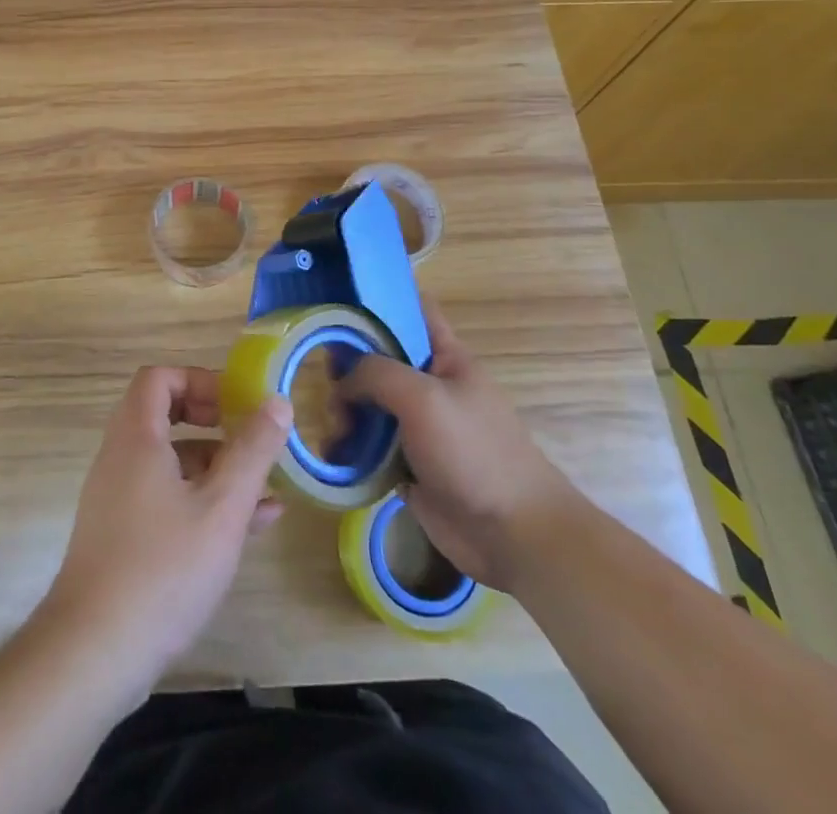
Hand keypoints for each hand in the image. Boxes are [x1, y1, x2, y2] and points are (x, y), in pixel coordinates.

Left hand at [40, 367, 291, 695]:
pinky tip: (246, 527)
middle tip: (249, 437)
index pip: (158, 378)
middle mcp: (120, 458)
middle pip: (163, 415)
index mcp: (136, 437)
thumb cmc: (163, 567)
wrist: (93, 653)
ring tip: (265, 490)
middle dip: (213, 422)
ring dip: (215, 466)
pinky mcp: (121, 536)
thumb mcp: (222, 507)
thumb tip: (277, 402)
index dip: (199, 380)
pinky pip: (164, 497)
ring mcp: (117, 498)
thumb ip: (252, 451)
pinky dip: (200, 499)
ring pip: (170, 462)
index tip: (236, 403)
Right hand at [341, 297, 581, 589]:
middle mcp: (430, 385)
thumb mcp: (423, 398)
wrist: (513, 535)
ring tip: (334, 429)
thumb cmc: (474, 453)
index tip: (337, 301)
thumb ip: (376, 373)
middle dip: (349, 365)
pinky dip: (350, 448)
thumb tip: (343, 382)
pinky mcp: (408, 464)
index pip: (412, 310)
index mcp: (445, 357)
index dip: (379, 300)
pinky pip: (370, 446)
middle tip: (324, 379)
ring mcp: (419, 426)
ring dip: (345, 411)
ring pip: (370, 404)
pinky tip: (333, 455)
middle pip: (380, 359)